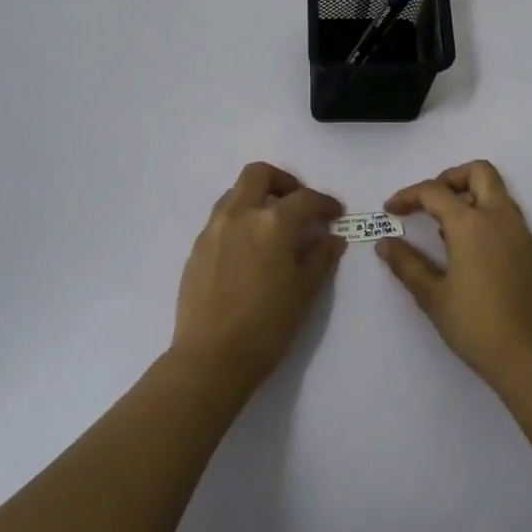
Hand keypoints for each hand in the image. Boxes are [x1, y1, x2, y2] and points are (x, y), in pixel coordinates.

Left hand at [173, 162, 344, 393]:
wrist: (210, 357)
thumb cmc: (266, 326)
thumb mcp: (304, 292)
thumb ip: (320, 258)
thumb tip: (332, 238)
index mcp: (272, 223)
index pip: (304, 199)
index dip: (324, 203)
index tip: (334, 214)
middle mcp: (240, 214)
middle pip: (259, 174)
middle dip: (283, 181)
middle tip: (297, 204)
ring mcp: (214, 228)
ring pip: (236, 192)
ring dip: (258, 196)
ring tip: (272, 224)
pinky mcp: (197, 246)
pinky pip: (221, 217)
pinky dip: (239, 218)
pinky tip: (249, 248)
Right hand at [379, 160, 531, 388]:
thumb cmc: (477, 326)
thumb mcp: (433, 297)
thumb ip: (407, 265)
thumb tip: (385, 243)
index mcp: (472, 224)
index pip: (434, 192)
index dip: (408, 195)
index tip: (391, 210)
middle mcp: (500, 218)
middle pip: (479, 172)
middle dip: (449, 179)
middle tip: (428, 204)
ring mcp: (522, 233)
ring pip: (497, 192)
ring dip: (469, 197)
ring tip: (445, 231)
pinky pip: (508, 217)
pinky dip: (486, 217)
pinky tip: (471, 252)